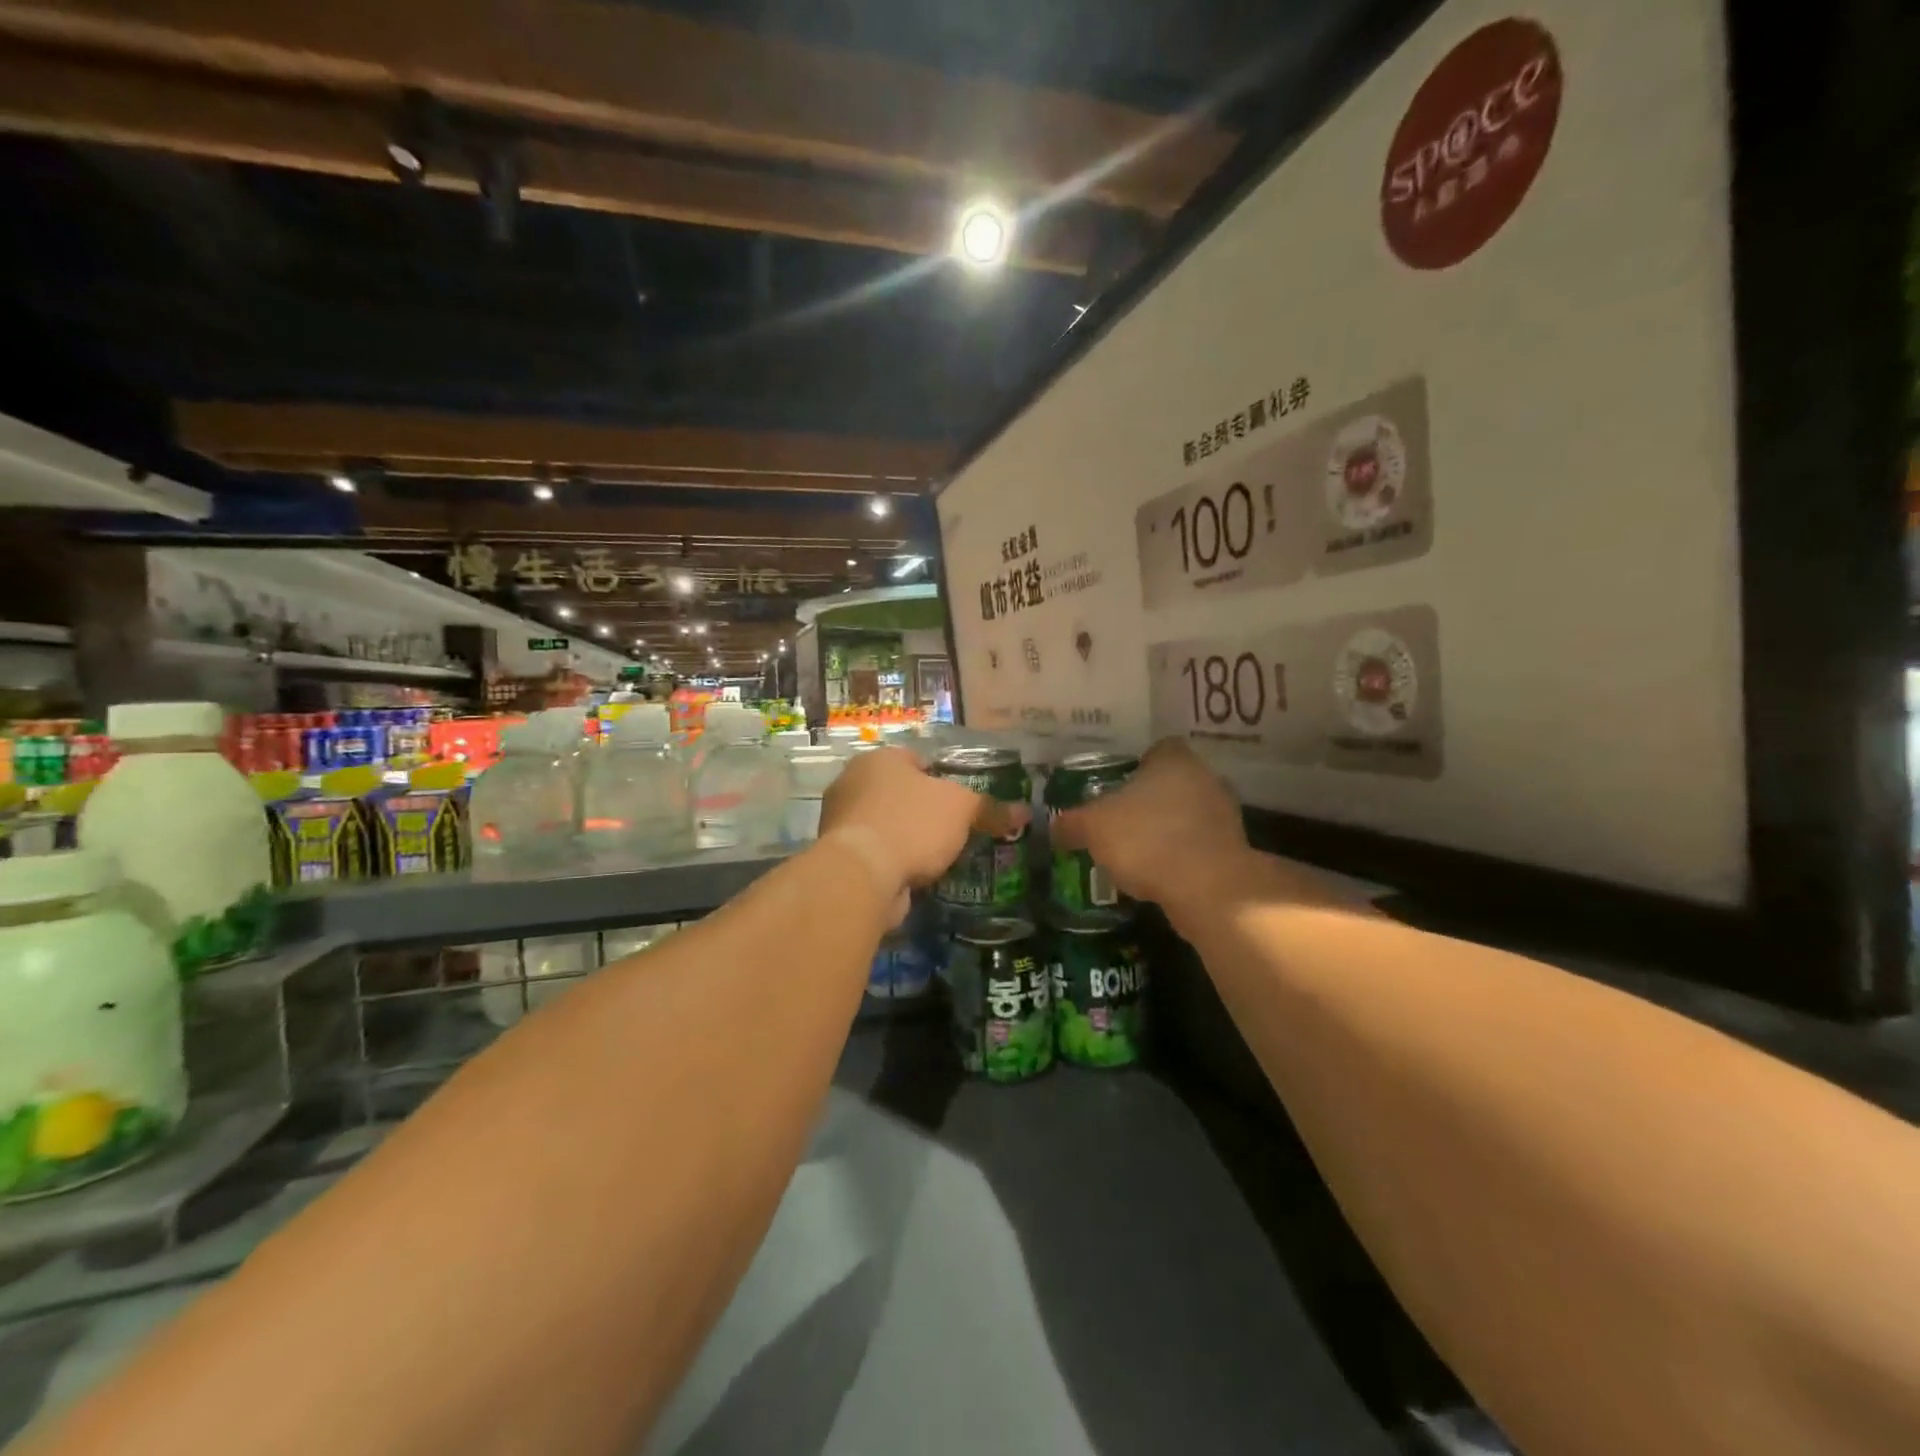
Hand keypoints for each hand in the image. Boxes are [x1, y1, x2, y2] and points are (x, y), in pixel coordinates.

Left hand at [817, 747, 1020, 908]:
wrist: (862, 874)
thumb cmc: (912, 823)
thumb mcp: (961, 809)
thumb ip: (990, 808)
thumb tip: (1025, 812)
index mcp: (879, 759)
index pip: (916, 759)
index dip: (941, 776)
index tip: (961, 799)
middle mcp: (853, 782)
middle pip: (898, 792)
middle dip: (923, 809)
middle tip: (953, 828)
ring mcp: (840, 821)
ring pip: (885, 823)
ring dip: (907, 837)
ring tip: (938, 855)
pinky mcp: (839, 856)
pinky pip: (875, 852)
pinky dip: (893, 861)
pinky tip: (915, 874)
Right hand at [1050, 739, 1247, 905]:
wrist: (1207, 888)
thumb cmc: (1146, 839)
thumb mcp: (1093, 828)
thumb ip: (1072, 823)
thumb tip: (1054, 826)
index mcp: (1174, 760)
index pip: (1157, 749)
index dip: (1136, 765)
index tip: (1116, 785)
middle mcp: (1205, 778)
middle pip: (1173, 782)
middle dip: (1150, 799)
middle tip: (1120, 818)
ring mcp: (1224, 815)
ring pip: (1188, 813)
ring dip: (1167, 828)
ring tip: (1136, 851)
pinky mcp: (1232, 850)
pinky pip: (1198, 845)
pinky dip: (1180, 855)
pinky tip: (1158, 873)